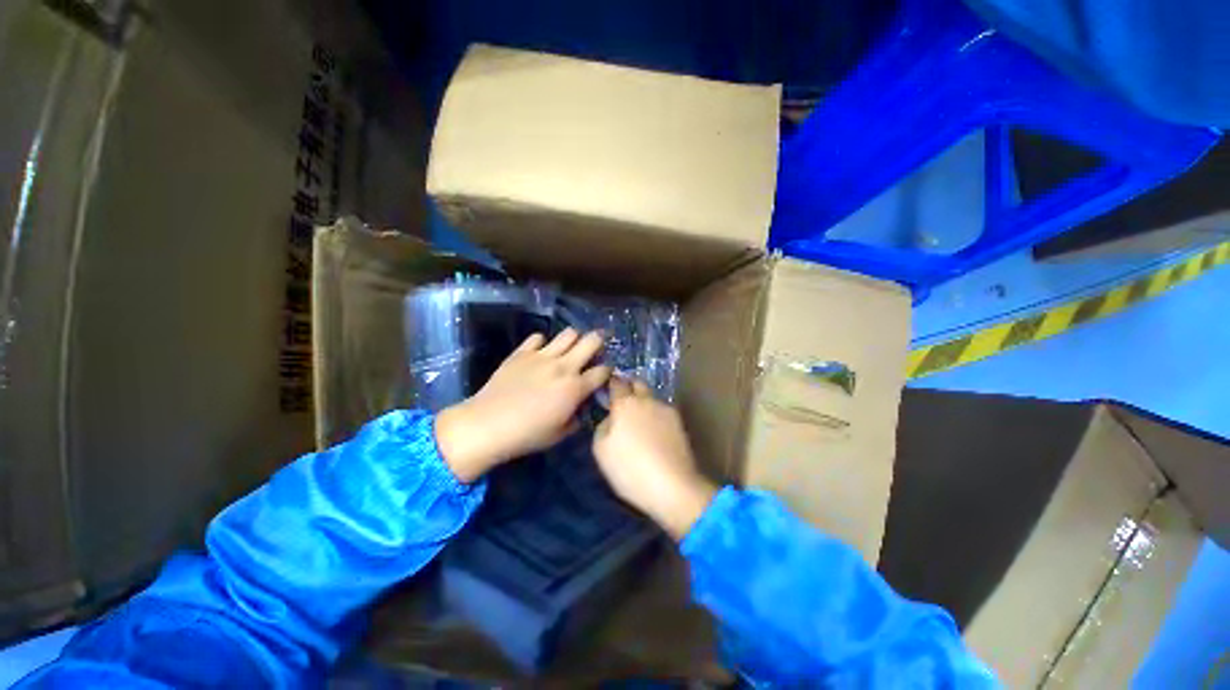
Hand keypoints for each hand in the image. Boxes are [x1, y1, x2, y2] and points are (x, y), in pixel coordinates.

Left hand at [436, 329, 610, 482]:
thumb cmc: (527, 434)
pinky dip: (543, 343)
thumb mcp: (560, 434)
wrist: (487, 425)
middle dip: (599, 343)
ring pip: (569, 333)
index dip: (608, 370)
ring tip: (569, 350)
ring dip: (574, 340)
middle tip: (594, 351)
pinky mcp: (522, 352)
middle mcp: (563, 366)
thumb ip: (577, 417)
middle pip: (592, 341)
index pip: (603, 370)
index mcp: (575, 387)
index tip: (604, 374)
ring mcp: (542, 356)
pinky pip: (538, 337)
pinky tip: (540, 354)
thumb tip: (581, 406)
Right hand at [592, 378, 716, 539]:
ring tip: (640, 422)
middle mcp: (647, 401)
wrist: (672, 486)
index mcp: (625, 404)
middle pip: (638, 383)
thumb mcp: (601, 450)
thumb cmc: (629, 468)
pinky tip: (655, 434)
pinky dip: (656, 417)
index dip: (611, 383)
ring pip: (652, 399)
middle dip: (630, 387)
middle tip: (622, 401)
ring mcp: (666, 410)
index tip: (607, 388)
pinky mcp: (680, 424)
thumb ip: (602, 427)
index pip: (617, 383)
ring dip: (644, 403)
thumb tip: (610, 419)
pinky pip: (663, 413)